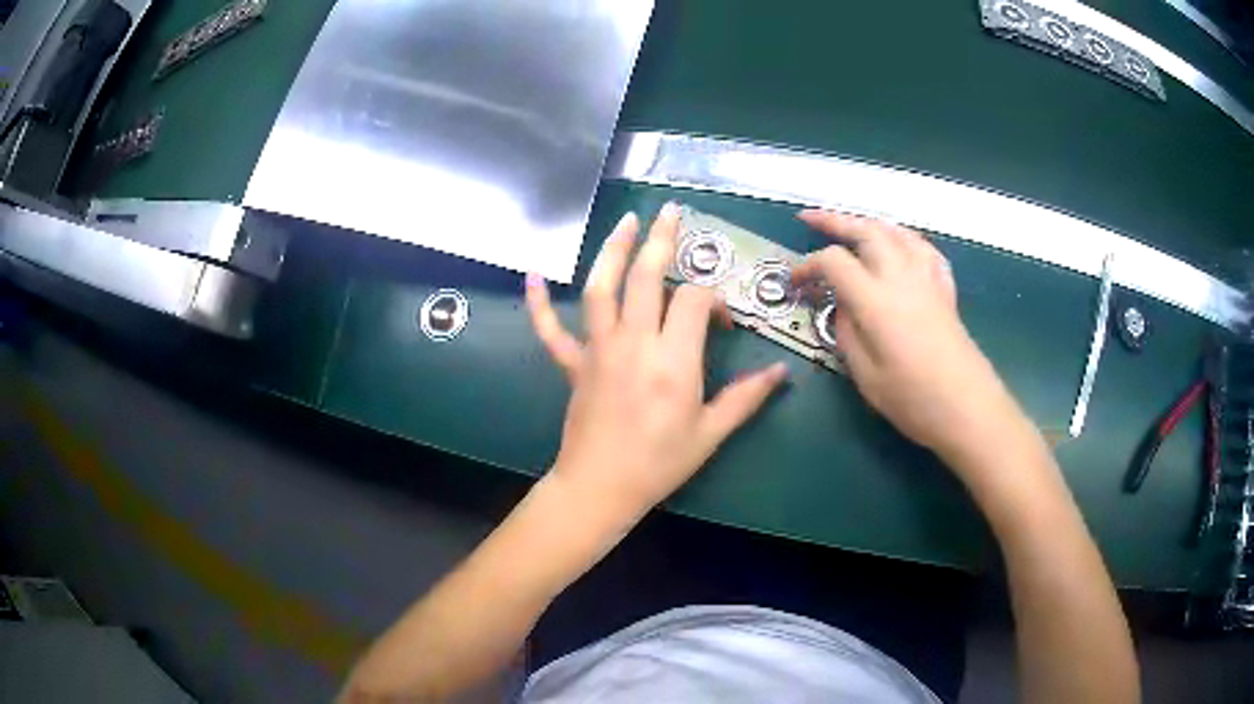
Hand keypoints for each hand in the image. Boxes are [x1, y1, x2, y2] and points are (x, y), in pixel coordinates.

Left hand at [526, 204, 787, 523]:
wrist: (600, 488)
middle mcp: (634, 343)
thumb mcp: (710, 433)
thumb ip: (746, 398)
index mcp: (673, 360)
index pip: (694, 300)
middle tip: (670, 212)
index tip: (721, 321)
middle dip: (661, 240)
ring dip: (612, 250)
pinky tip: (532, 276)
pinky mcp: (572, 363)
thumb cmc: (659, 464)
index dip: (713, 298)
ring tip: (624, 221)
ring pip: (601, 288)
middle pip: (646, 277)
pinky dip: (539, 303)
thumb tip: (781, 373)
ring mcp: (597, 349)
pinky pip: (550, 329)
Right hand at [792, 210, 1020, 464]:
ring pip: (896, 232)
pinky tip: (902, 245)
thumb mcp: (866, 376)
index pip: (834, 262)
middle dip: (835, 220)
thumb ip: (847, 333)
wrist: (968, 408)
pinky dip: (906, 239)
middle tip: (810, 219)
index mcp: (876, 299)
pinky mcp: (945, 289)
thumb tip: (842, 307)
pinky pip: (925, 249)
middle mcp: (901, 277)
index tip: (794, 282)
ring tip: (852, 225)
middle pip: (866, 231)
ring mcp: (927, 279)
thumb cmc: (914, 400)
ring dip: (869, 223)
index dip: (807, 265)